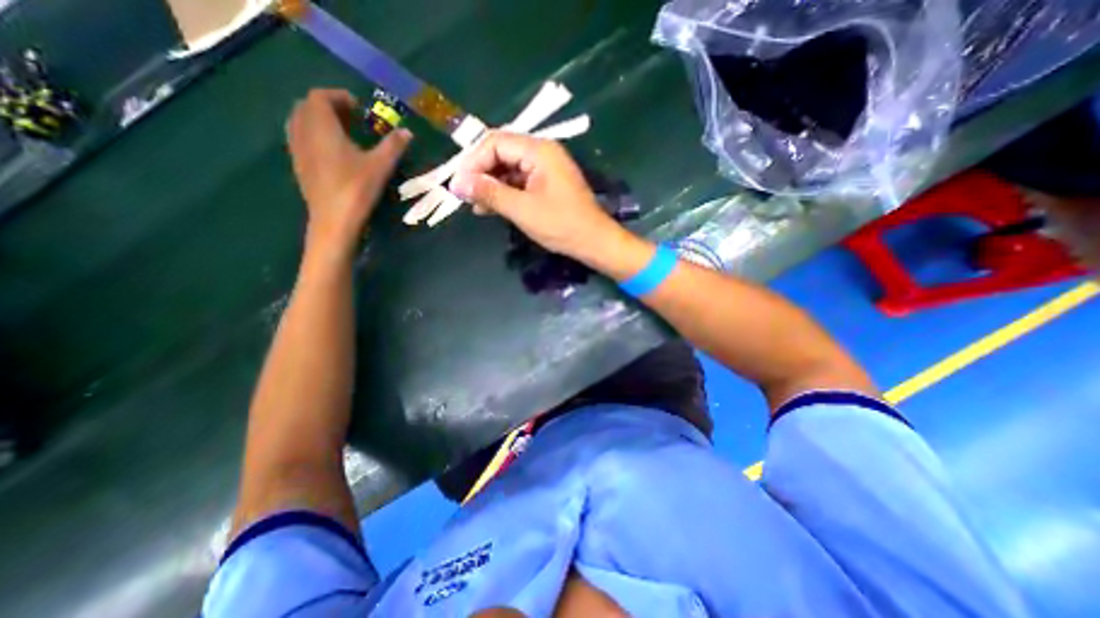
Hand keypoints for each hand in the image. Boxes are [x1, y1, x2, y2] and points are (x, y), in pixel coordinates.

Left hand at [287, 88, 411, 251]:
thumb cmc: (357, 189)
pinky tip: (332, 151)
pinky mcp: (299, 166)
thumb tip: (407, 132)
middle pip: (307, 107)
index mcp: (322, 128)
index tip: (358, 106)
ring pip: (300, 122)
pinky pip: (300, 138)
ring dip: (318, 120)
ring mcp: (298, 150)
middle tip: (351, 117)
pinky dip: (313, 135)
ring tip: (341, 132)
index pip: (320, 97)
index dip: (338, 96)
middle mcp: (304, 133)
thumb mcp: (380, 166)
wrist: (334, 219)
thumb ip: (393, 146)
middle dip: (328, 106)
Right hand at [448, 131, 627, 260]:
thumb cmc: (561, 224)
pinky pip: (519, 182)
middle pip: (501, 153)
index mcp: (538, 150)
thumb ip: (490, 193)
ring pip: (508, 169)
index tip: (458, 185)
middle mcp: (542, 153)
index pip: (495, 143)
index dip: (473, 162)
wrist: (593, 241)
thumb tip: (458, 183)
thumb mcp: (522, 209)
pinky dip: (504, 193)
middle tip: (463, 195)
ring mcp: (545, 169)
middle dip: (480, 173)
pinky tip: (491, 208)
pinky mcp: (547, 184)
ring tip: (475, 205)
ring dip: (490, 185)